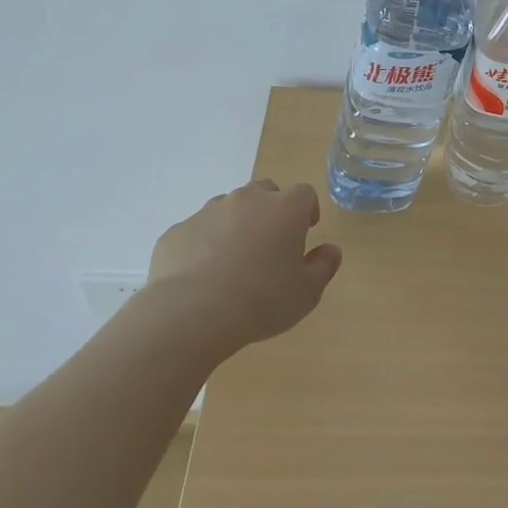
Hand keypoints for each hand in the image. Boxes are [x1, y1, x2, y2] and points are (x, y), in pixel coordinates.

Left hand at [146, 180, 341, 349]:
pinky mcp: (176, 232)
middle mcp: (247, 200)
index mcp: (285, 208)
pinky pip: (196, 231)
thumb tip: (330, 250)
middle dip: (270, 211)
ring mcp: (208, 212)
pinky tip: (201, 276)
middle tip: (269, 244)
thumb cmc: (261, 300)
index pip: (304, 194)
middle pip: (265, 192)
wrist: (190, 315)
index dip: (307, 210)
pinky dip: (202, 244)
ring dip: (235, 225)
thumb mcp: (307, 292)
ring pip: (228, 208)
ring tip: (232, 261)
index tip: (305, 232)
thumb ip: (324, 266)